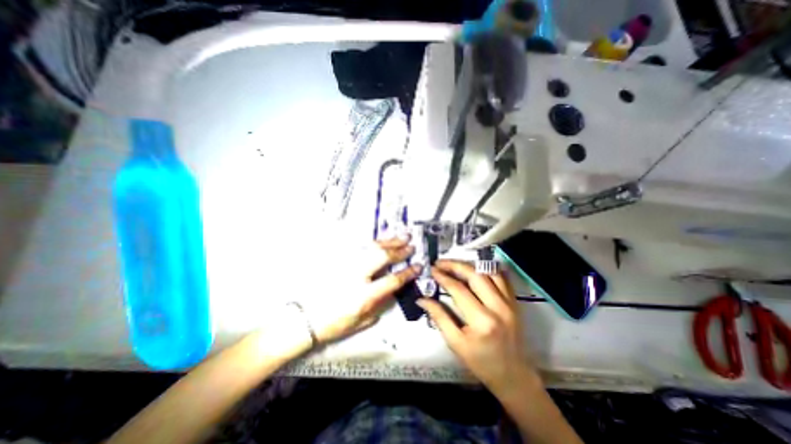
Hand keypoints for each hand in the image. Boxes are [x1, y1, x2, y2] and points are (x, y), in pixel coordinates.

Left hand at [311, 237, 421, 345]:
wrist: (306, 318)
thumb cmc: (334, 324)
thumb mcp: (361, 321)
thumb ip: (379, 305)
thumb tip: (392, 290)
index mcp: (364, 295)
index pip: (392, 280)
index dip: (408, 272)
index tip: (418, 266)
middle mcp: (357, 276)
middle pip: (383, 257)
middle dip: (400, 250)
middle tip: (412, 244)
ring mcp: (347, 265)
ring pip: (372, 248)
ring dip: (389, 241)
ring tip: (401, 236)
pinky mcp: (340, 260)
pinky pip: (360, 247)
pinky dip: (374, 242)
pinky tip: (381, 240)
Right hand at [417, 260, 533, 390]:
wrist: (513, 375)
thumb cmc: (481, 362)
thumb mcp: (455, 343)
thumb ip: (439, 318)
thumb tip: (422, 299)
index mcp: (482, 321)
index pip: (459, 290)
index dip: (443, 277)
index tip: (432, 270)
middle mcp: (498, 307)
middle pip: (475, 275)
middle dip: (455, 265)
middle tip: (440, 263)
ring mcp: (509, 303)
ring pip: (489, 272)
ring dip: (470, 265)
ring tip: (454, 265)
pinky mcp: (514, 301)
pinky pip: (502, 278)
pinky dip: (487, 269)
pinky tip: (474, 268)